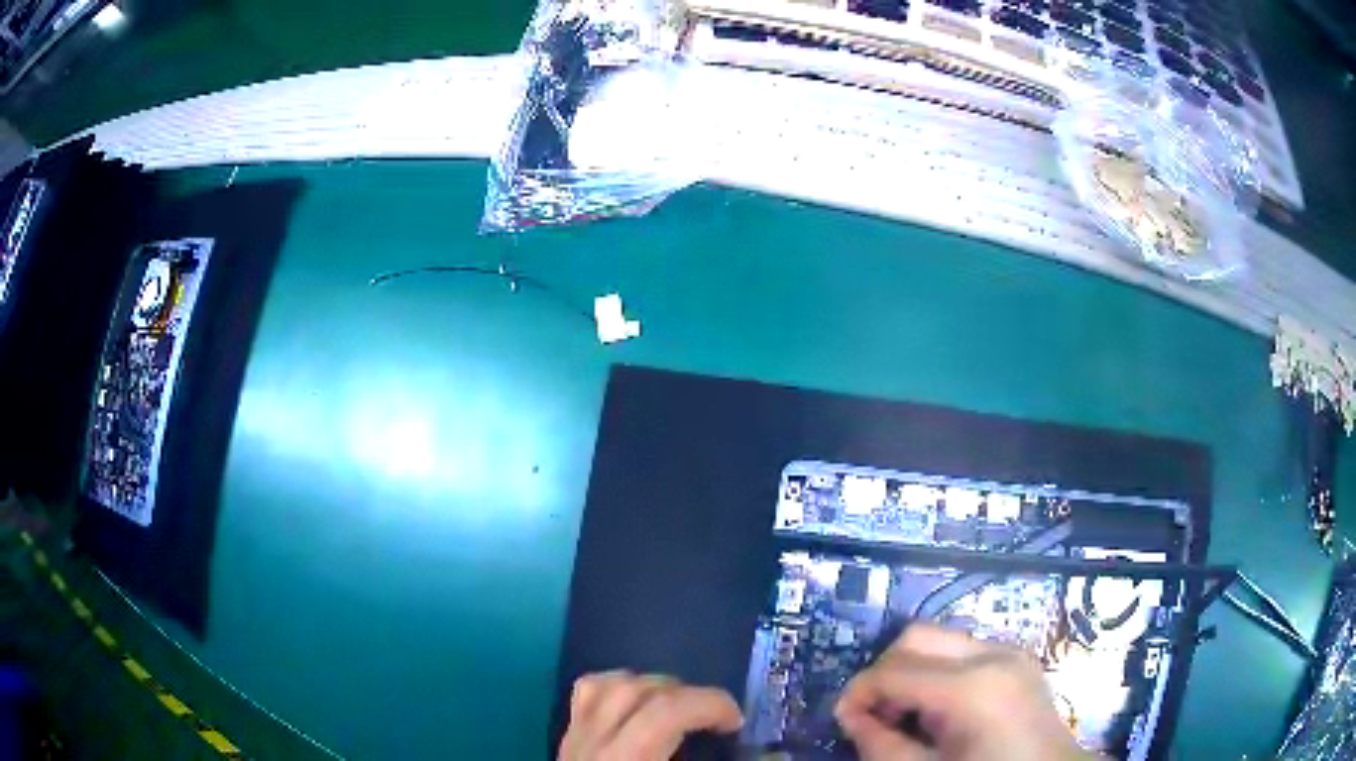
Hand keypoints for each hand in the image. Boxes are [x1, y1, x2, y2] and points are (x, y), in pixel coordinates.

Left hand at [559, 671, 742, 760]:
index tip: (736, 721)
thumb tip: (767, 754)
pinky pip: (584, 696)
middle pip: (633, 691)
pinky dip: (614, 688)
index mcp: (626, 759)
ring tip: (676, 706)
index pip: (664, 714)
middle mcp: (591, 743)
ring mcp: (572, 739)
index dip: (709, 705)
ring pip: (602, 685)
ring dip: (647, 685)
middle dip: (683, 693)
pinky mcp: (565, 741)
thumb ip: (713, 760)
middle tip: (711, 716)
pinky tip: (635, 706)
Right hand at [836, 624, 1092, 760]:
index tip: (844, 720)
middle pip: (916, 636)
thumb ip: (881, 745)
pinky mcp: (1018, 658)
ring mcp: (1010, 651)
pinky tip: (940, 711)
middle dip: (884, 672)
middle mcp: (992, 654)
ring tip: (909, 715)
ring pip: (940, 639)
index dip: (858, 693)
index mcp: (971, 688)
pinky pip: (964, 651)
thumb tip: (850, 716)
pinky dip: (938, 673)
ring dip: (912, 671)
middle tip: (876, 714)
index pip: (893, 671)